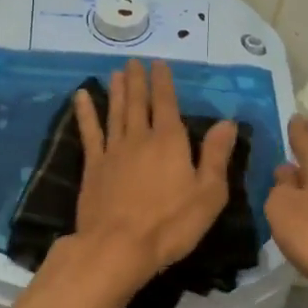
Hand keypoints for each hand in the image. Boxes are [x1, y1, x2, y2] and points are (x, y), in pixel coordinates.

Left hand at [70, 60, 236, 282]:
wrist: (118, 246)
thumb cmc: (171, 224)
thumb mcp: (209, 193)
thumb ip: (216, 156)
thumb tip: (227, 122)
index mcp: (170, 141)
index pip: (166, 103)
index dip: (163, 82)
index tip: (158, 63)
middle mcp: (140, 138)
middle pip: (137, 103)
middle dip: (137, 81)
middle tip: (133, 61)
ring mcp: (113, 151)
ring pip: (115, 112)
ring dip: (116, 91)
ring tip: (115, 73)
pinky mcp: (93, 167)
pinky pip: (89, 132)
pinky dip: (85, 113)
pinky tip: (81, 97)